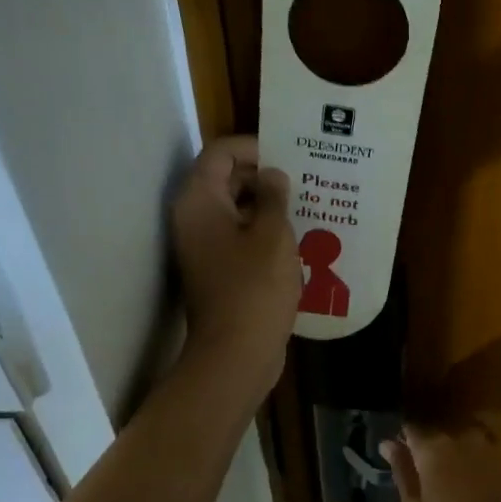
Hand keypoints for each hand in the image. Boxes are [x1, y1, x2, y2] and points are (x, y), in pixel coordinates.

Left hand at [171, 136, 299, 399]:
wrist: (236, 353)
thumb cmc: (254, 288)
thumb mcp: (273, 235)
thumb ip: (274, 197)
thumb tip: (272, 176)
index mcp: (199, 201)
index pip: (220, 153)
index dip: (254, 147)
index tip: (290, 155)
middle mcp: (193, 219)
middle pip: (226, 180)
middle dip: (264, 176)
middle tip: (304, 179)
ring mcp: (203, 247)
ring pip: (235, 211)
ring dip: (267, 206)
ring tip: (307, 205)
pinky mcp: (217, 270)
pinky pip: (239, 237)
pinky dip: (262, 232)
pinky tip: (297, 238)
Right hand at [380, 424, 500, 501]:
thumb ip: (402, 472)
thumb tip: (388, 443)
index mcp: (434, 448)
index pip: (411, 429)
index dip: (404, 439)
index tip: (400, 452)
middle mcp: (463, 437)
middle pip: (442, 435)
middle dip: (434, 450)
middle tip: (431, 476)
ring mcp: (493, 445)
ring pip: (468, 442)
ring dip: (461, 456)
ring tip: (459, 483)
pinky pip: (492, 454)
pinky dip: (485, 465)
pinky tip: (486, 488)